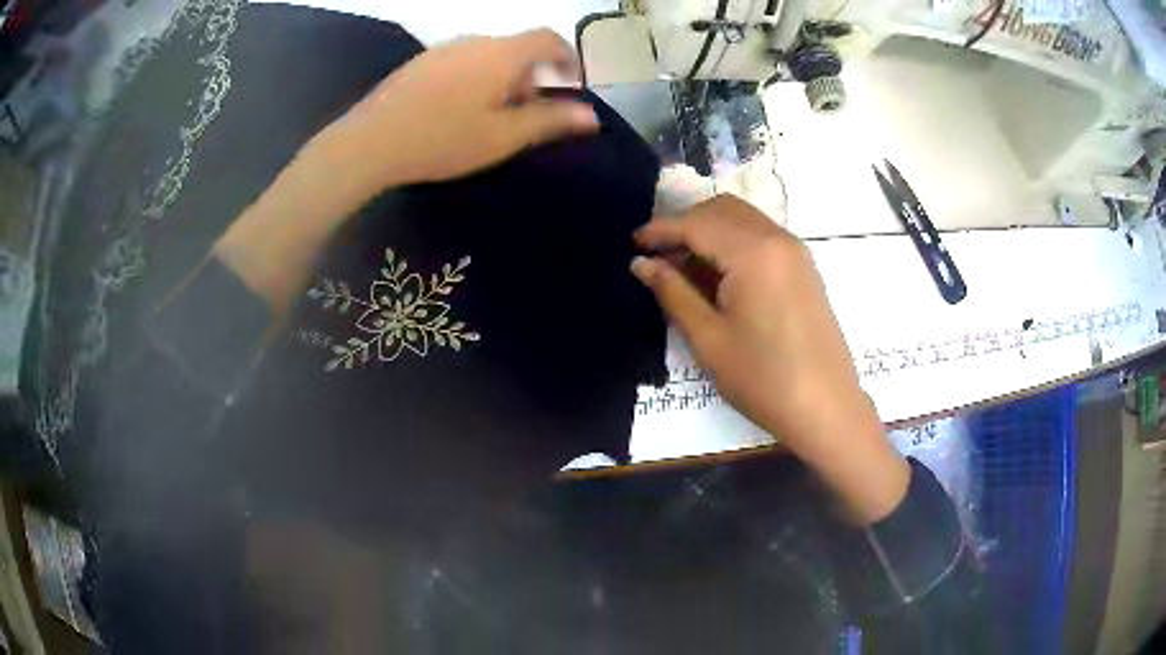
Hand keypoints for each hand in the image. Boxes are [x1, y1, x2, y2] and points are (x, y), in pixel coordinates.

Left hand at [311, 28, 599, 197]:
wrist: (369, 141)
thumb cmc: (442, 139)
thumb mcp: (502, 137)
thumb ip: (549, 121)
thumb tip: (591, 115)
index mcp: (501, 54)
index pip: (547, 38)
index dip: (567, 56)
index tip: (570, 82)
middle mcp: (474, 41)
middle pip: (517, 49)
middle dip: (530, 77)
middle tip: (524, 115)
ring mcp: (443, 49)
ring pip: (488, 56)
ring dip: (502, 79)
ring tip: (489, 118)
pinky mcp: (421, 62)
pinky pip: (462, 62)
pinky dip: (475, 78)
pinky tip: (456, 111)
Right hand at [632, 195, 909, 522]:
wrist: (826, 407)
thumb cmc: (763, 378)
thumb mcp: (709, 338)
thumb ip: (673, 292)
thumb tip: (641, 263)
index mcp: (753, 252)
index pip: (697, 223)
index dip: (660, 230)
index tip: (632, 244)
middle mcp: (777, 239)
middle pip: (722, 210)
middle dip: (685, 223)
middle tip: (658, 255)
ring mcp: (796, 252)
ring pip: (743, 220)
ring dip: (710, 231)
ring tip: (684, 268)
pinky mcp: (803, 268)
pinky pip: (761, 237)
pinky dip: (733, 243)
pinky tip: (718, 276)